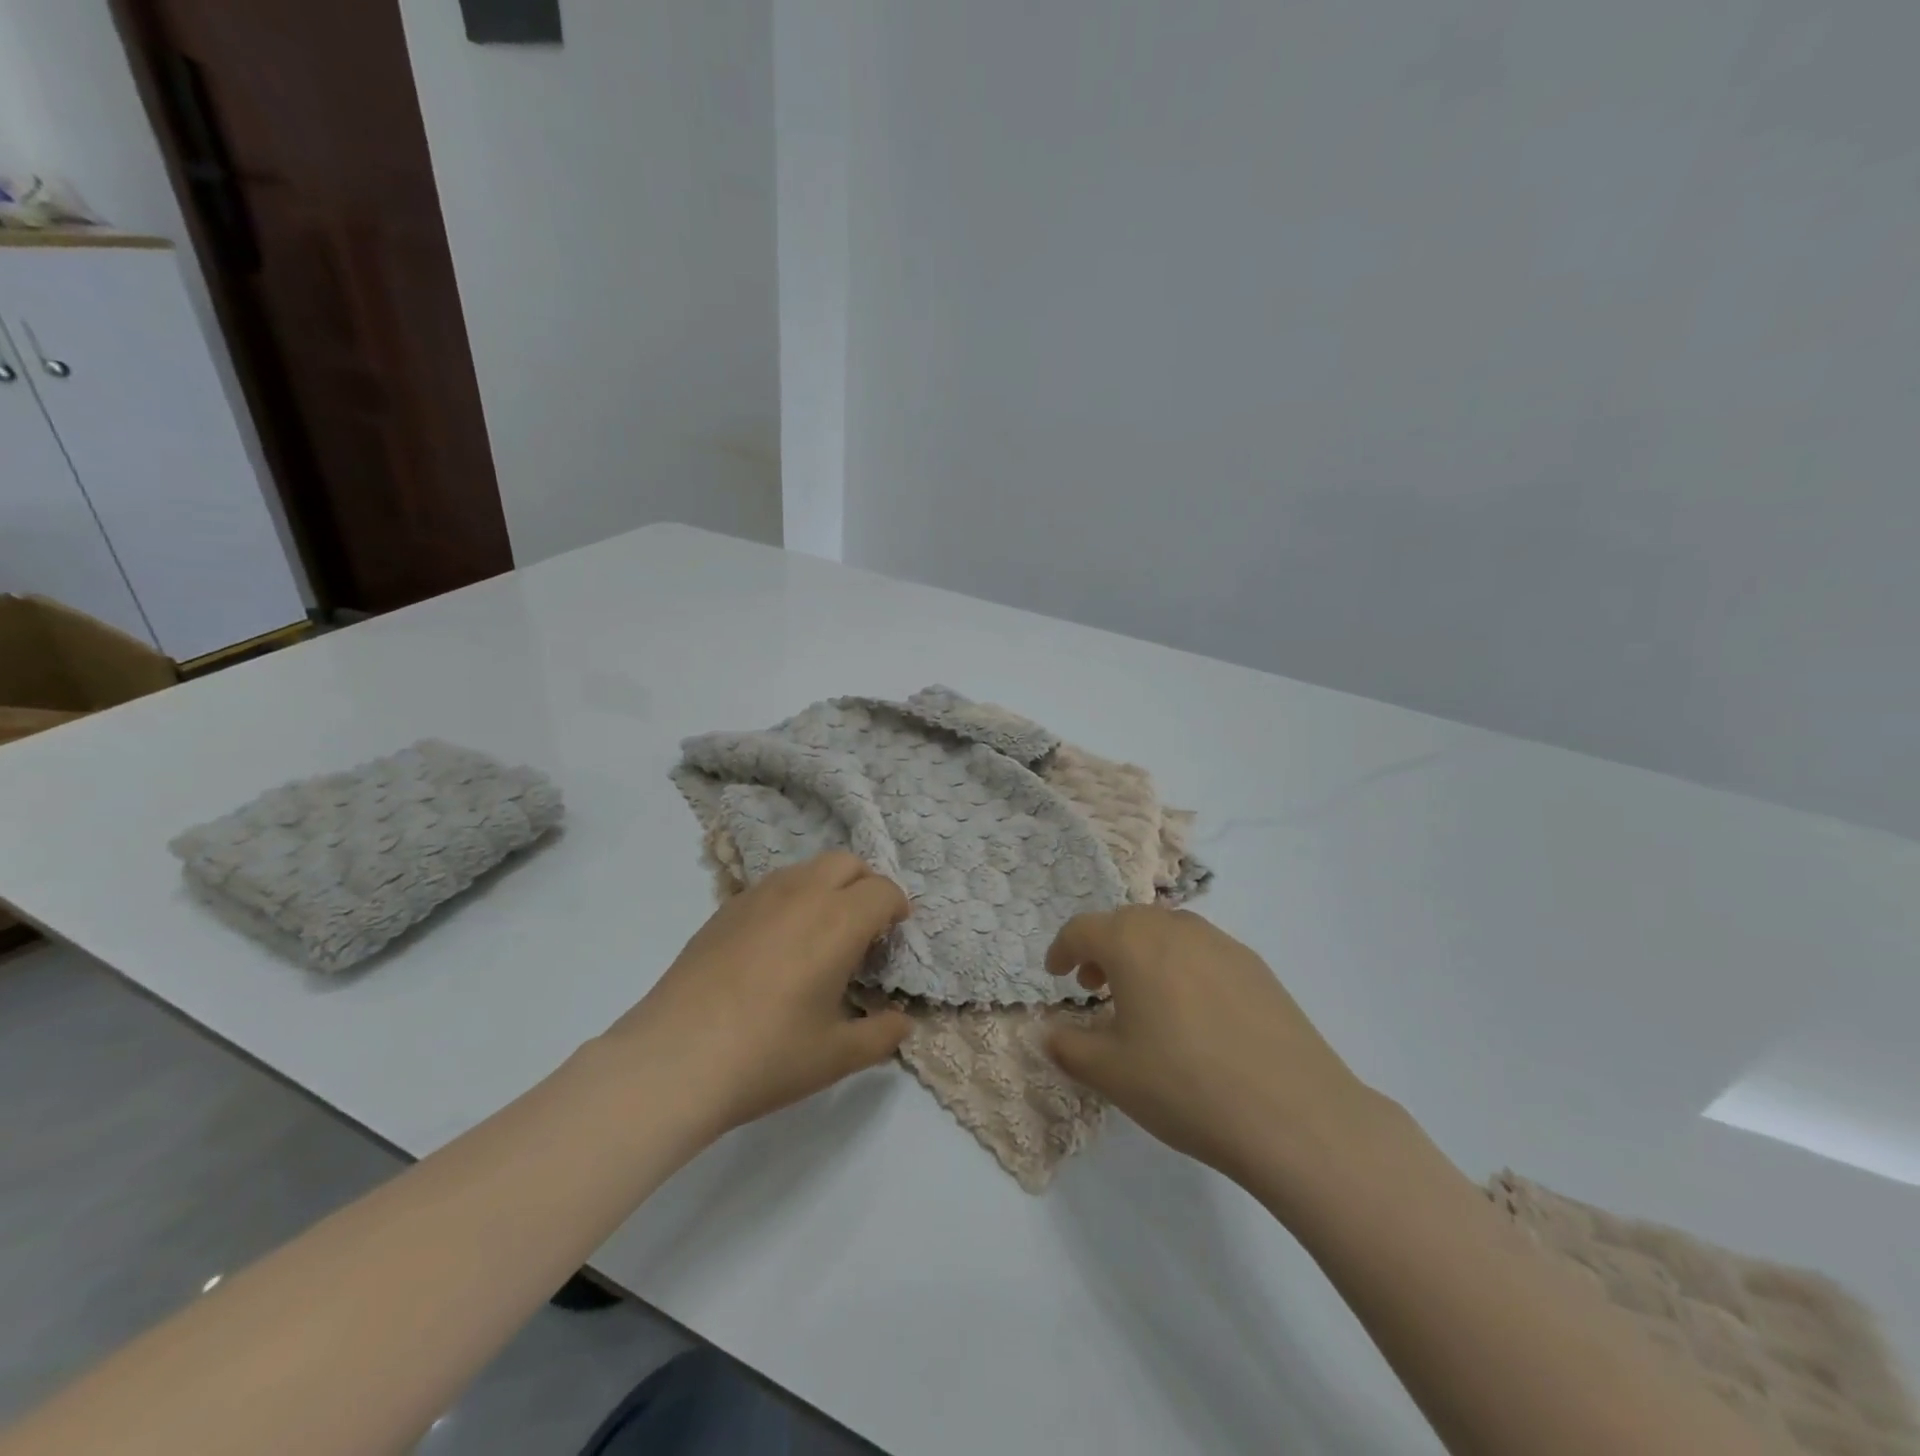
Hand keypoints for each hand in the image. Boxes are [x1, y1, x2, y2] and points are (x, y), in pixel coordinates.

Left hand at [605, 851, 911, 1136]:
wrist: (674, 1059)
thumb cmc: (767, 1055)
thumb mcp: (836, 1056)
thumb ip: (881, 1036)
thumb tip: (904, 1025)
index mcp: (838, 921)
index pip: (883, 890)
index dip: (896, 908)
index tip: (892, 936)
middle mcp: (801, 894)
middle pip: (847, 862)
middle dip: (865, 885)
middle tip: (863, 929)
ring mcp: (758, 896)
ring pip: (807, 868)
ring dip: (827, 887)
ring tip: (819, 934)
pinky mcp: (724, 909)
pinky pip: (772, 886)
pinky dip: (791, 899)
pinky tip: (776, 946)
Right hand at [1045, 907, 1384, 1189]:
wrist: (1295, 1115)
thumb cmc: (1185, 1086)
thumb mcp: (1110, 1074)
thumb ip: (1067, 1046)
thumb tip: (1047, 1032)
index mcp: (1133, 942)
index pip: (1083, 929)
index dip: (1062, 949)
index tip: (1056, 975)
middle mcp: (1176, 928)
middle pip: (1126, 923)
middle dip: (1102, 950)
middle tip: (1094, 988)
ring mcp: (1222, 944)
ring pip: (1167, 933)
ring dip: (1143, 955)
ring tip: (1143, 1000)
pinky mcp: (1257, 967)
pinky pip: (1203, 952)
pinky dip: (1181, 967)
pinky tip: (1193, 1015)